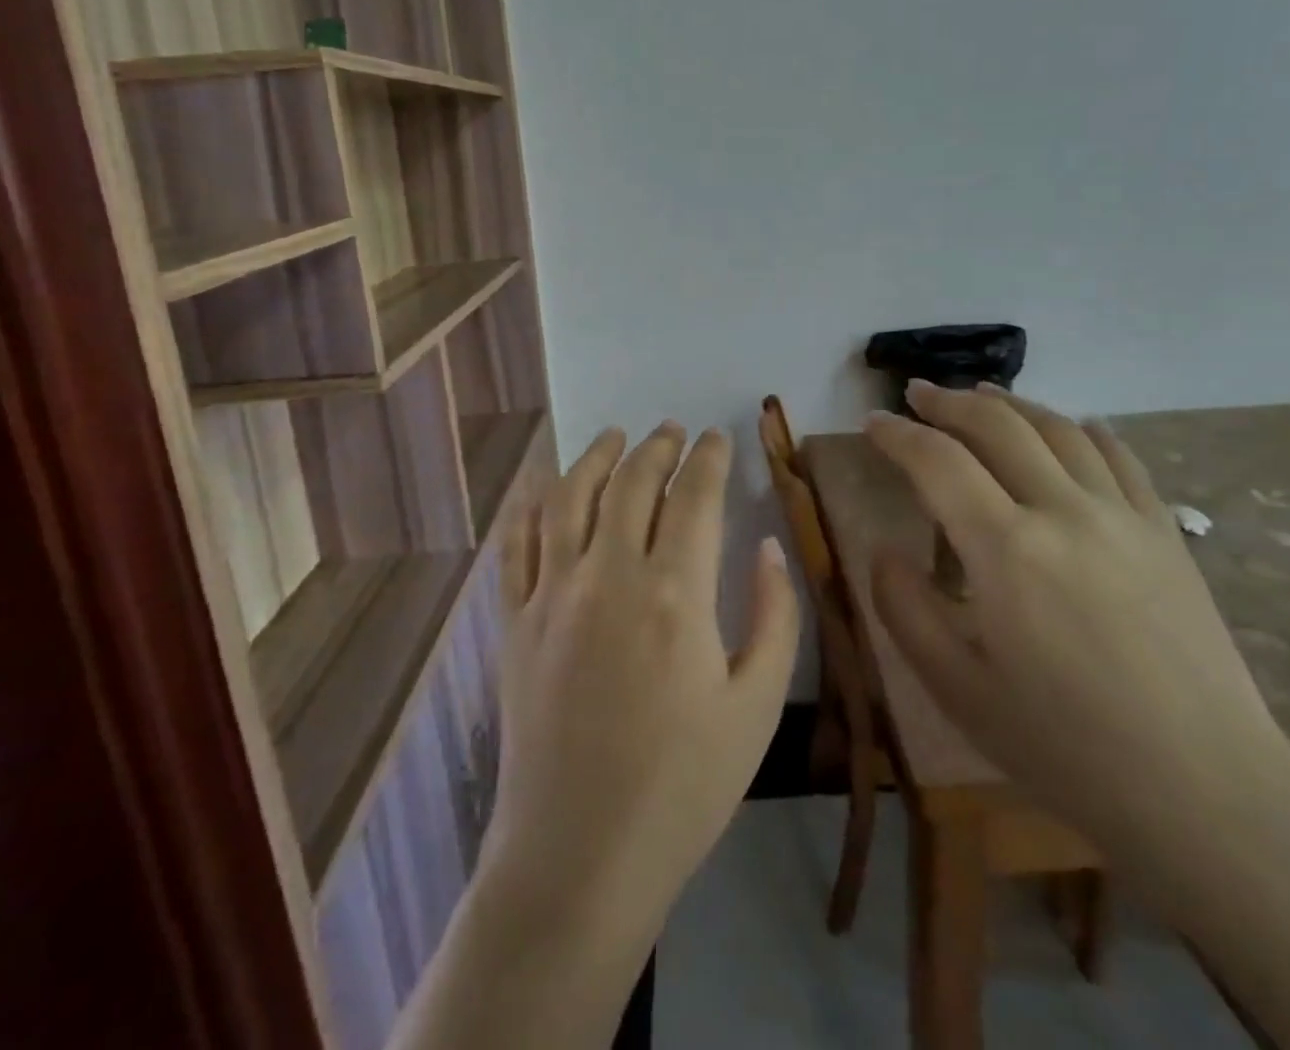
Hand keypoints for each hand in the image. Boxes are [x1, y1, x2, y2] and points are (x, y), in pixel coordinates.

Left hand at [482, 424, 799, 933]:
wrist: (579, 858)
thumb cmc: (683, 787)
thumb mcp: (757, 707)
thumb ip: (775, 616)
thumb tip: (767, 547)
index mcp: (674, 593)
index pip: (694, 496)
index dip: (709, 458)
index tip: (716, 438)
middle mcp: (608, 575)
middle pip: (631, 483)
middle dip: (656, 448)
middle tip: (671, 432)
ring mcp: (551, 595)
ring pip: (569, 497)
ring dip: (594, 458)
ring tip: (614, 437)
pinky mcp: (514, 622)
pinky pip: (517, 544)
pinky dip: (532, 506)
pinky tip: (545, 490)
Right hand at [866, 381, 1289, 847]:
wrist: (1207, 794)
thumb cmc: (1066, 748)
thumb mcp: (958, 690)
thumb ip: (906, 610)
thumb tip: (883, 551)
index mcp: (1006, 549)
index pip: (937, 462)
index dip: (897, 435)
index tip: (872, 423)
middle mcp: (1064, 512)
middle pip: (998, 426)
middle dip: (948, 402)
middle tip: (917, 393)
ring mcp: (1123, 517)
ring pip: (1059, 430)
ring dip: (1012, 404)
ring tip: (982, 393)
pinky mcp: (1166, 534)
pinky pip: (1121, 458)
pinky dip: (1085, 430)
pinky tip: (1073, 426)